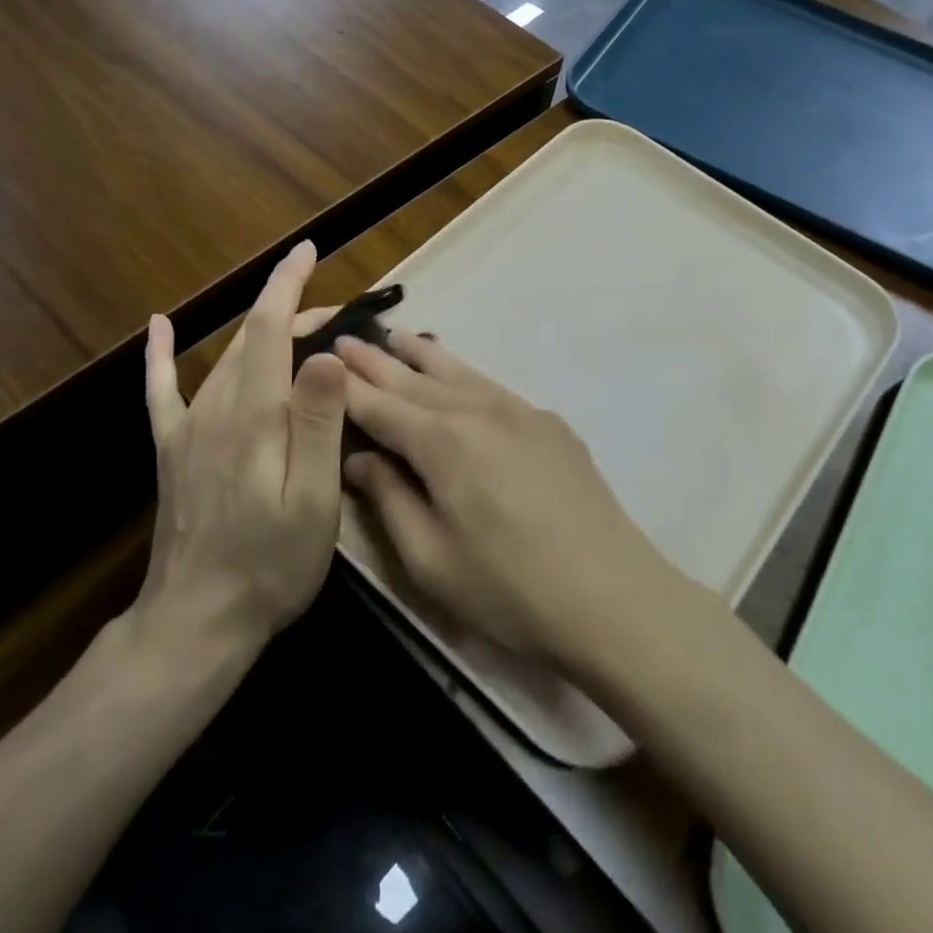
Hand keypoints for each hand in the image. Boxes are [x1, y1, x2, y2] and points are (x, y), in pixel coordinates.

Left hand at [139, 242, 347, 657]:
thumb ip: (319, 423)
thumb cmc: (271, 564)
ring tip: (298, 325)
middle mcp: (216, 408)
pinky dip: (159, 355)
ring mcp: (188, 429)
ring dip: (260, 332)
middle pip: (252, 339)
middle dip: (292, 313)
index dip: (288, 285)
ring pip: (225, 358)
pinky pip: (162, 391)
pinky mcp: (172, 450)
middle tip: (336, 316)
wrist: (197, 620)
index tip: (308, 250)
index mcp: (254, 415)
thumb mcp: (314, 499)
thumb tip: (327, 353)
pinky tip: (157, 326)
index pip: (270, 328)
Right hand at [336, 330, 670, 669]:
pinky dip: (463, 372)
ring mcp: (520, 412)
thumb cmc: (508, 589)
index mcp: (441, 441)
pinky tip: (458, 376)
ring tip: (396, 336)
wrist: (613, 596)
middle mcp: (478, 410)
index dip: (346, 386)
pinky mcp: (549, 425)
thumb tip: (358, 458)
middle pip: (415, 379)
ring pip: (458, 371)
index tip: (319, 361)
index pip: (379, 405)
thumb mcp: (430, 558)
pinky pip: (492, 385)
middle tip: (345, 337)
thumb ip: (389, 499)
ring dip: (422, 354)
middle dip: (376, 360)